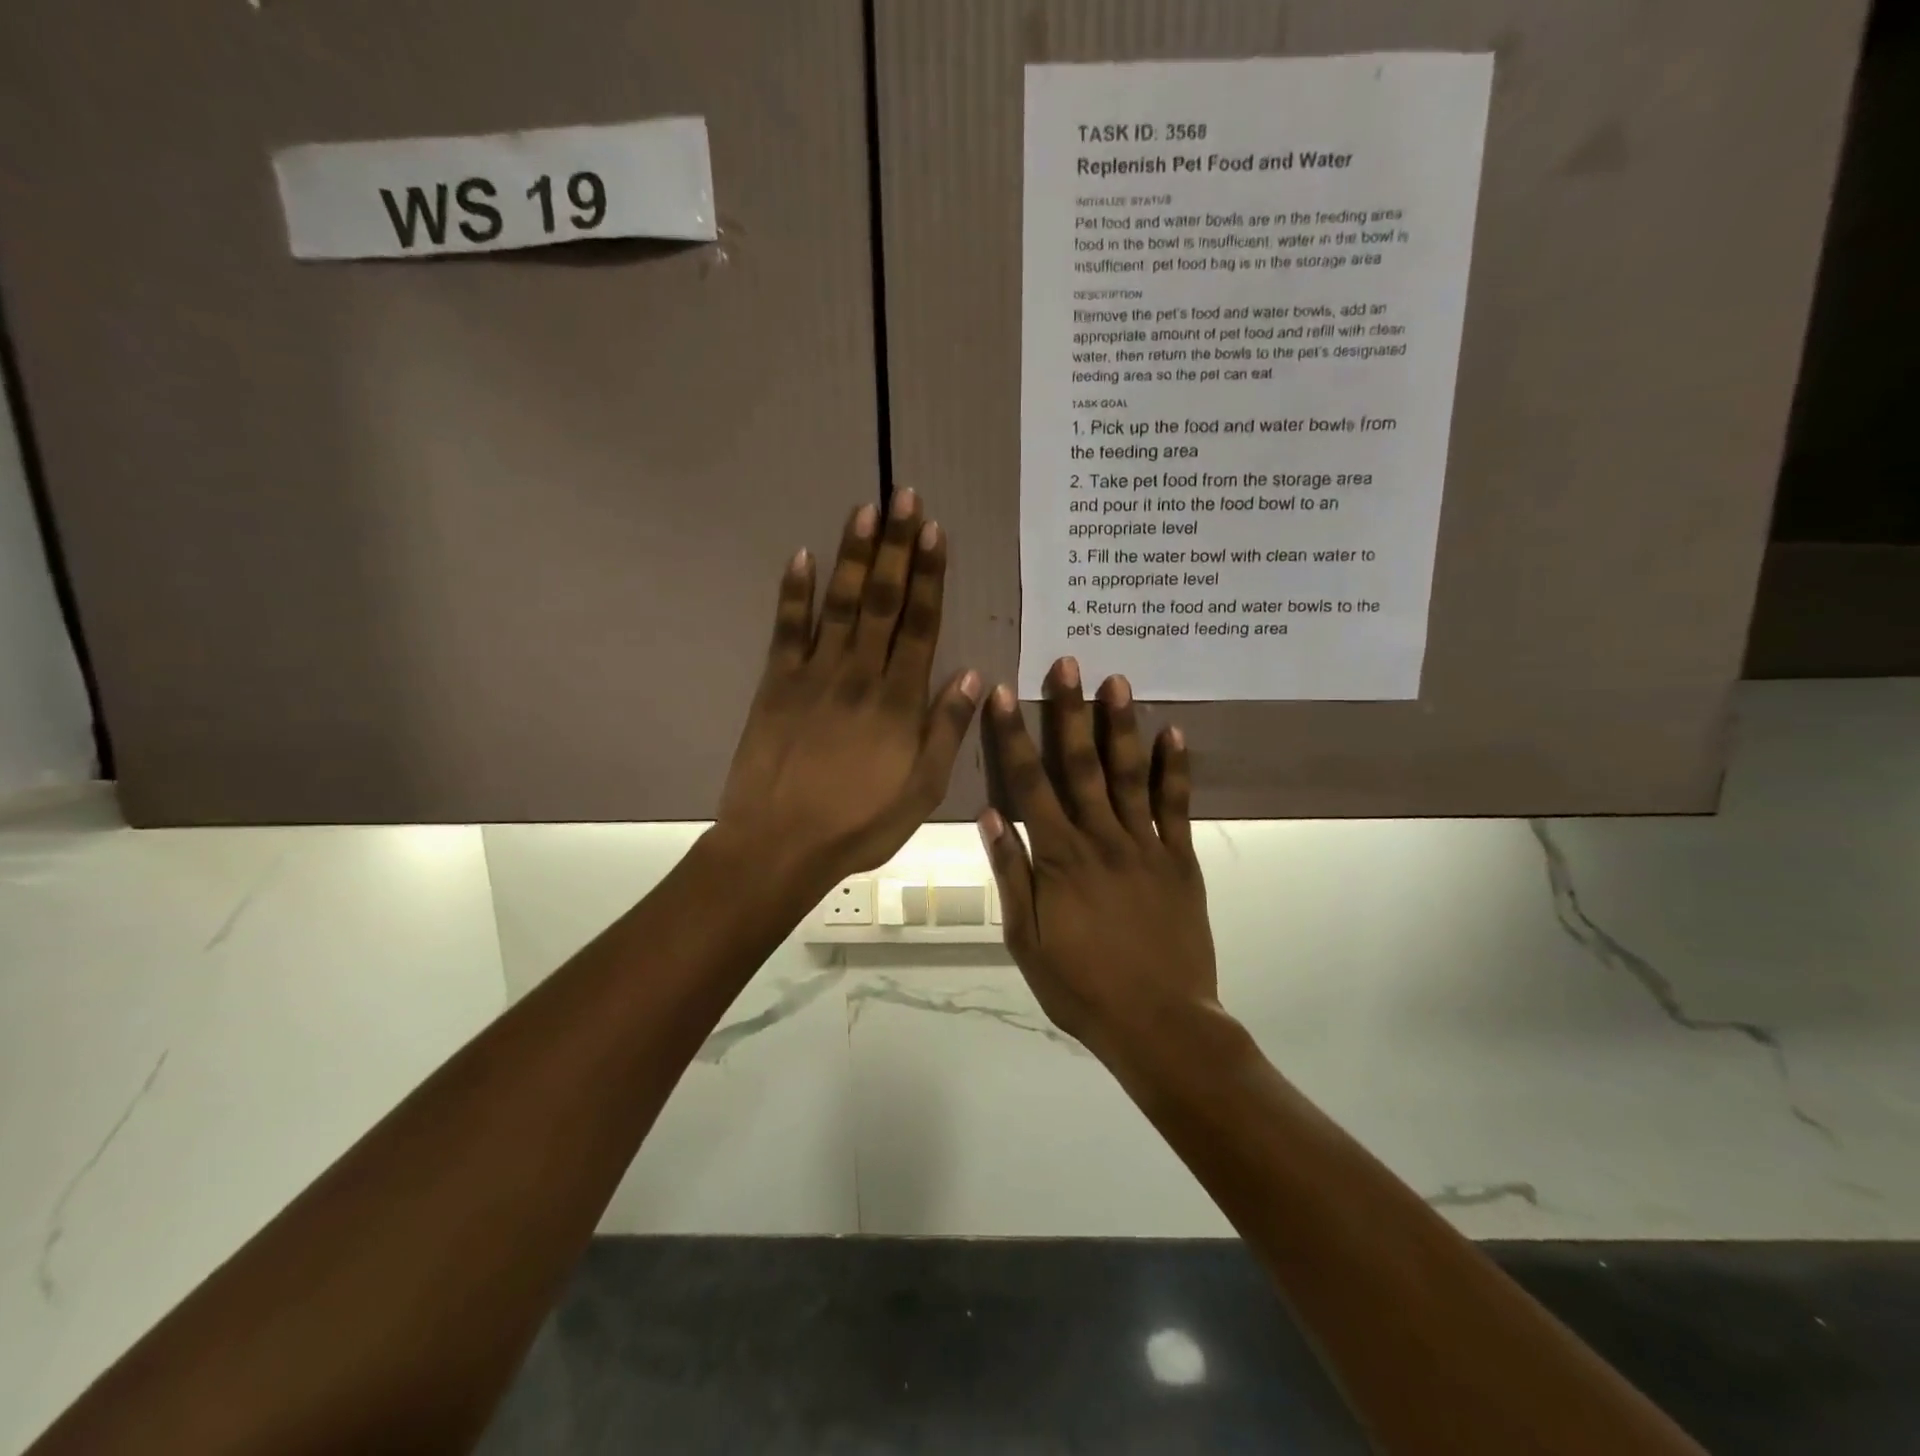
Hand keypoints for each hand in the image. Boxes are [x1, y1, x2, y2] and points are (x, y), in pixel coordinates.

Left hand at [716, 490, 980, 897]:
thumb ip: (946, 731)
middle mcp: (860, 675)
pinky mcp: (776, 684)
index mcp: (898, 701)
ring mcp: (814, 675)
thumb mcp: (922, 791)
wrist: (779, 845)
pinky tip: (801, 556)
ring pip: (841, 604)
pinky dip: (793, 592)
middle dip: (897, 546)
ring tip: (866, 509)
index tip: (936, 532)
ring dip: (855, 555)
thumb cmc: (859, 824)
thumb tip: (970, 675)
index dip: (930, 576)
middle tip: (905, 496)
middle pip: (884, 601)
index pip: (920, 625)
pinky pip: (786, 630)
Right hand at [978, 657, 1218, 1065]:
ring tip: (1118, 680)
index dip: (1013, 736)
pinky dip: (1176, 768)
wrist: (1160, 1024)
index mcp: (1058, 858)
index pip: (1029, 784)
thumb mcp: (1026, 939)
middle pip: (1080, 765)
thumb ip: (1010, 873)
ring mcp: (1146, 846)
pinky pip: (1177, 806)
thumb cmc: (1081, 986)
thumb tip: (988, 814)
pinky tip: (1173, 731)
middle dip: (1069, 711)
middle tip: (1068, 663)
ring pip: (1130, 774)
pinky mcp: (1180, 859)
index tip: (1003, 693)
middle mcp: (1101, 839)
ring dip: (1120, 725)